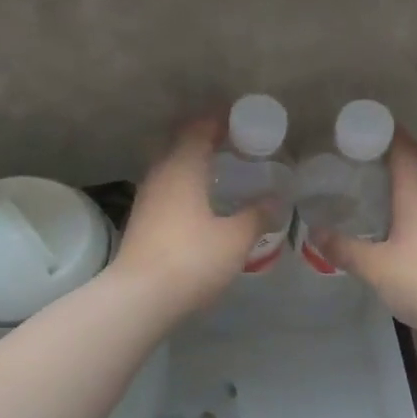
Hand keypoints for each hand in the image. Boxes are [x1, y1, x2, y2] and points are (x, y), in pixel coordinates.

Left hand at [111, 118, 272, 320]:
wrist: (140, 297)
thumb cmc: (192, 259)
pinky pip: (167, 188)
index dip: (220, 120)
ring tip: (222, 170)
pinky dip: (186, 184)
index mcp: (182, 167)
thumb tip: (276, 199)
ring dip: (194, 162)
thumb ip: (257, 215)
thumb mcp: (235, 239)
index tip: (242, 120)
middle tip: (235, 143)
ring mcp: (147, 198)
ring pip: (171, 166)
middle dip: (206, 138)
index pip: (199, 128)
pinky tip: (202, 202)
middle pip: (181, 143)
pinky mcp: (142, 220)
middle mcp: (160, 174)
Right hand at [316, 131, 416, 345]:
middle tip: (373, 157)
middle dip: (405, 150)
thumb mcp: (375, 267)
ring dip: (408, 178)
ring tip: (375, 188)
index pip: (405, 148)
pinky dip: (412, 203)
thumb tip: (315, 232)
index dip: (387, 132)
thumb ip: (344, 249)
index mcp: (416, 192)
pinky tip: (392, 223)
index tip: (361, 129)